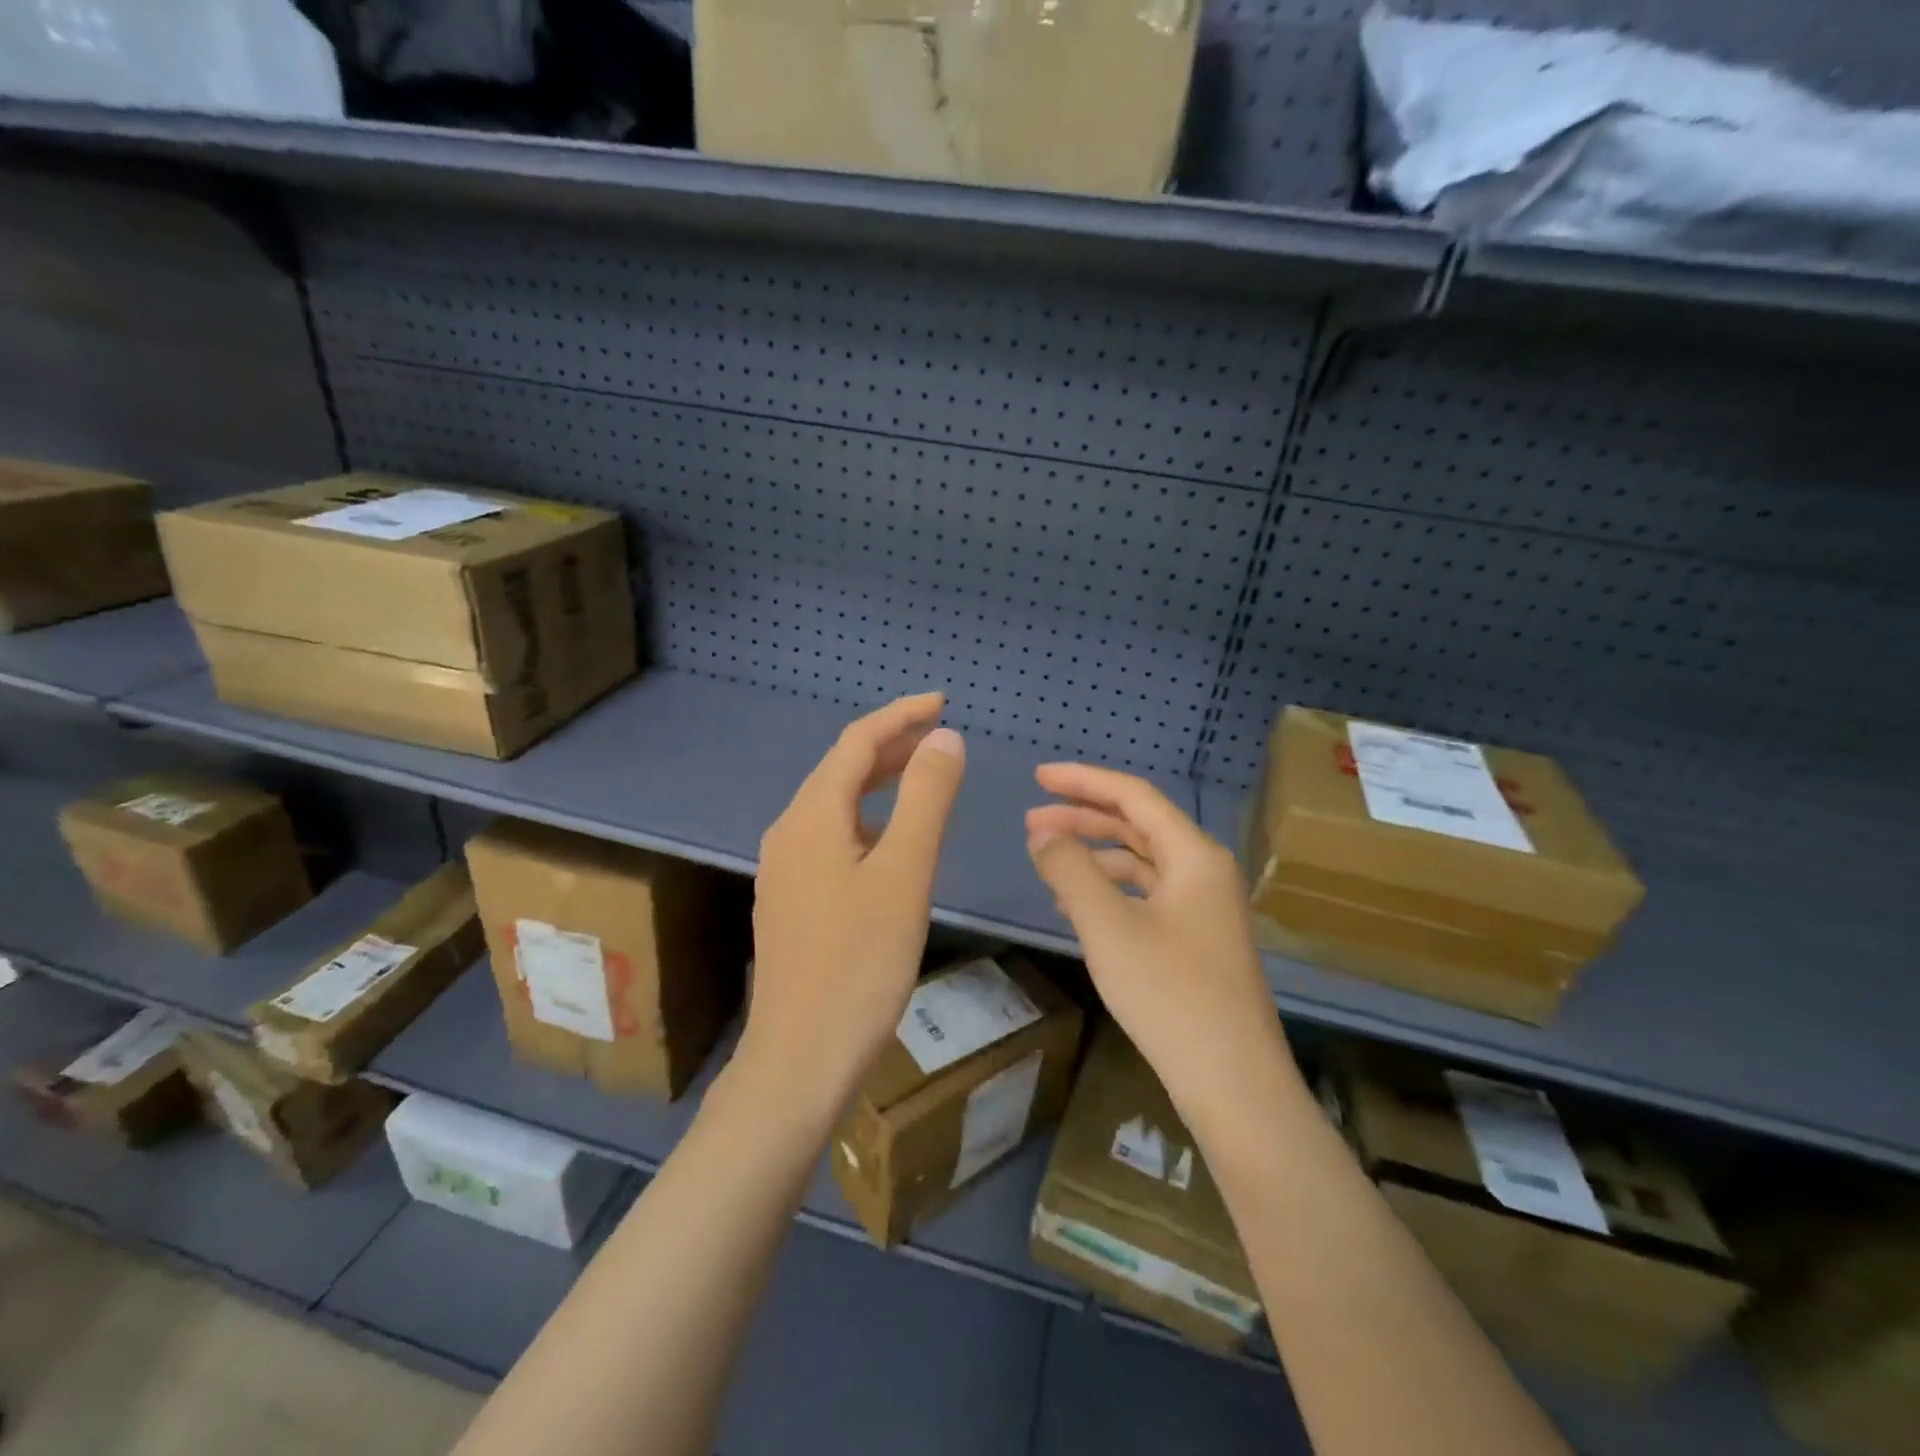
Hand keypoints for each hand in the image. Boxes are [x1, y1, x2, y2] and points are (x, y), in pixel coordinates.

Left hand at [743, 693, 965, 1114]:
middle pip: (842, 770)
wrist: (801, 1059)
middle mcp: (788, 832)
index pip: (857, 742)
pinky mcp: (792, 901)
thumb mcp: (905, 873)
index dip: (899, 715)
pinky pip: (833, 838)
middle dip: (892, 746)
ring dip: (880, 783)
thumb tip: (944, 736)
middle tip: (941, 735)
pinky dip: (869, 820)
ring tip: (925, 776)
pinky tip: (892, 840)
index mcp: (811, 816)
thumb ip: (927, 798)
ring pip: (837, 806)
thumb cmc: (859, 963)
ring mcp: (785, 869)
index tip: (942, 701)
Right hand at [1025, 764, 1289, 1125]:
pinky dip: (1110, 890)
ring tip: (1047, 861)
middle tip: (1031, 821)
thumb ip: (1070, 870)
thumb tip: (1043, 834)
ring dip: (1094, 855)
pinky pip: (1147, 896)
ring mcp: (1204, 908)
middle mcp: (1205, 871)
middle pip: (1138, 825)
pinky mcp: (1197, 940)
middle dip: (1083, 817)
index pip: (1134, 796)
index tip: (1038, 776)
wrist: (1233, 1084)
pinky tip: (1077, 905)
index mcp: (1194, 855)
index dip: (1084, 780)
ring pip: (1141, 862)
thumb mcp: (1108, 926)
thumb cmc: (1170, 995)